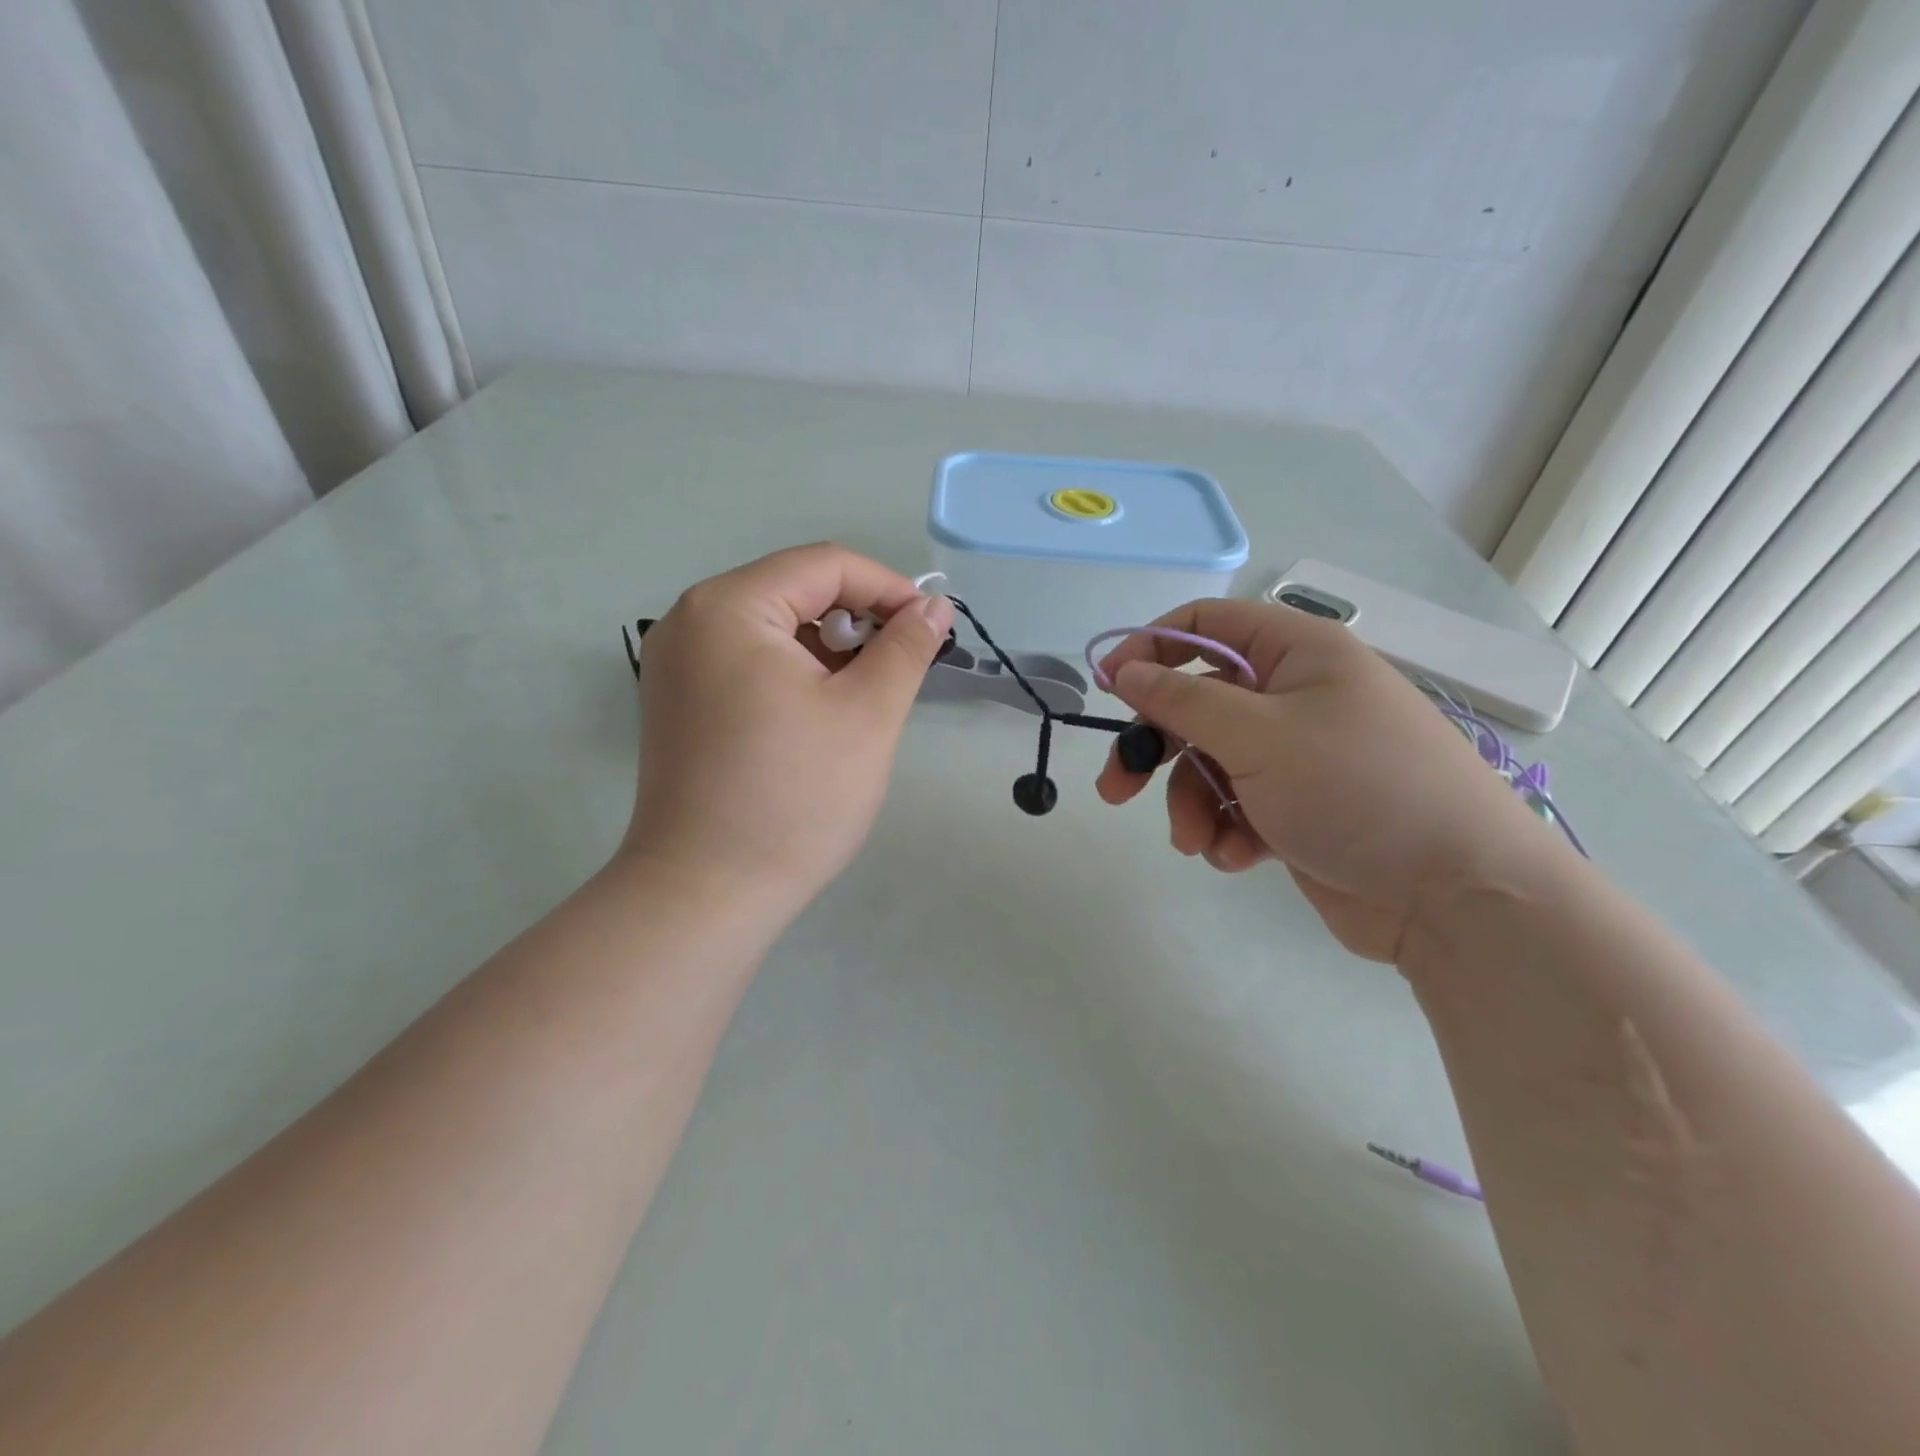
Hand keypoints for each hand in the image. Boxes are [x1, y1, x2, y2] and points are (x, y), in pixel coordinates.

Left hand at [623, 544, 953, 916]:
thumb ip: (906, 648)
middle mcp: (690, 621)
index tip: (931, 629)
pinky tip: (821, 715)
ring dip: (829, 649)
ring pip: (773, 628)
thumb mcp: (867, 715)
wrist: (706, 894)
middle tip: (899, 669)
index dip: (888, 588)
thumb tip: (934, 607)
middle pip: (794, 590)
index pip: (824, 565)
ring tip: (865, 697)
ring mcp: (676, 664)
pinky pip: (748, 662)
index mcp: (729, 608)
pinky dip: (794, 673)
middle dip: (858, 620)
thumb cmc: (793, 799)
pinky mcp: (678, 702)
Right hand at [1095, 600, 1566, 961]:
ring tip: (1198, 842)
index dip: (1150, 648)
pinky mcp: (1298, 808)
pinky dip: (1228, 830)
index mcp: (1297, 653)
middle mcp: (1296, 696)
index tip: (1108, 687)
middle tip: (1115, 789)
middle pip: (1197, 703)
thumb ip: (1182, 700)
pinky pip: (1238, 805)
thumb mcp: (1257, 736)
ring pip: (1210, 764)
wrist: (1456, 896)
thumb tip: (1124, 670)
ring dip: (1192, 804)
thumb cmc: (1356, 788)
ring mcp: (1298, 755)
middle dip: (1155, 749)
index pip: (1206, 625)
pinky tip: (1239, 857)